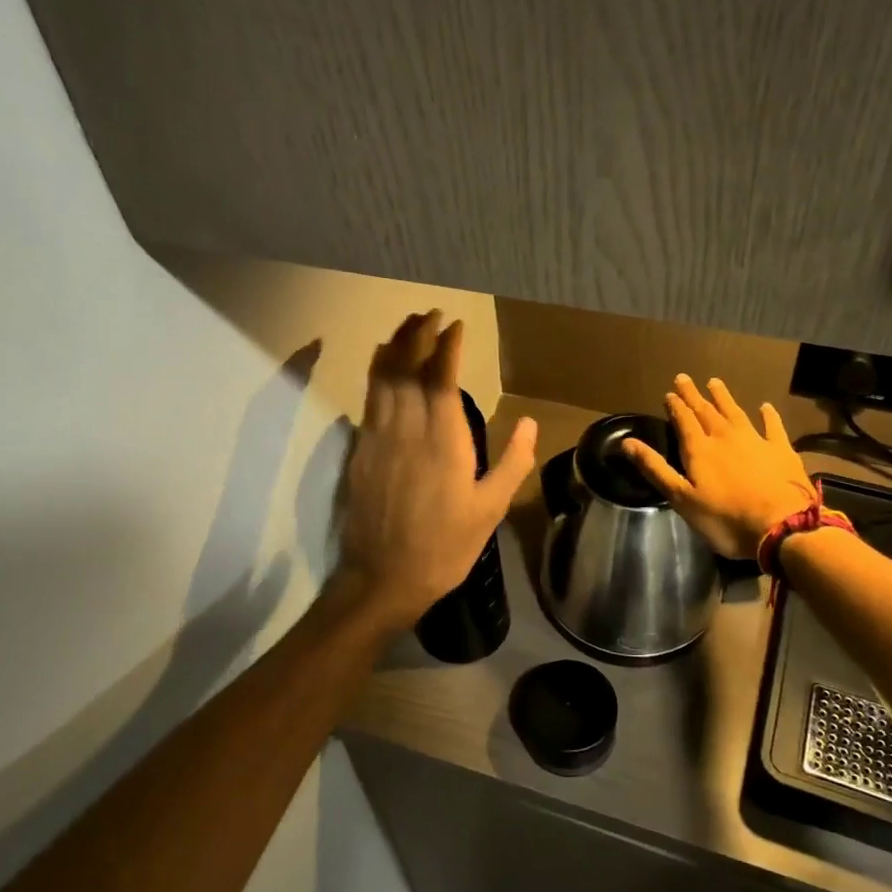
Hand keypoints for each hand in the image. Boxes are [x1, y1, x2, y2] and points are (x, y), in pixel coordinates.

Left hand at [336, 311, 537, 622]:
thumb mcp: (490, 510)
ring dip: (394, 347)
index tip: (455, 326)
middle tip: (429, 313)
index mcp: (443, 440)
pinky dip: (376, 373)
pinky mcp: (360, 451)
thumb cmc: (445, 546)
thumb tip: (531, 423)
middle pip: (406, 368)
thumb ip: (512, 462)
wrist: (383, 578)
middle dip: (417, 335)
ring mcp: (378, 438)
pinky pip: (368, 399)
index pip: (440, 377)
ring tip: (406, 326)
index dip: (446, 346)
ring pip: (381, 378)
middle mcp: (406, 429)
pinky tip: (383, 366)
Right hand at [622, 375, 814, 558]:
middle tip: (684, 378)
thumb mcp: (681, 498)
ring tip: (715, 382)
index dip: (675, 406)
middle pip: (706, 411)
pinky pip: (772, 426)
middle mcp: (725, 437)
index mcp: (699, 449)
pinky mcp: (781, 450)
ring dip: (723, 398)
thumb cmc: (725, 518)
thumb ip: (655, 468)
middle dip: (693, 395)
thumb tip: (627, 442)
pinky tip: (765, 407)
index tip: (669, 393)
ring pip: (735, 412)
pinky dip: (768, 415)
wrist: (781, 526)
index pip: (684, 421)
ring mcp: (755, 440)